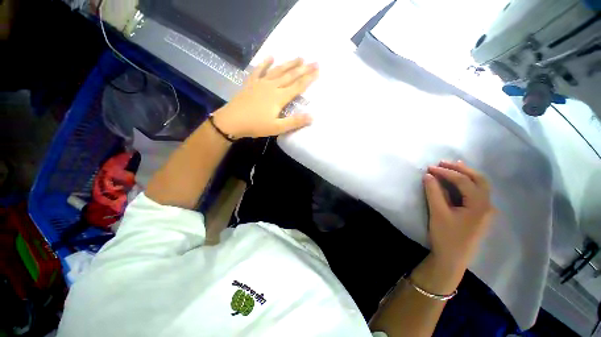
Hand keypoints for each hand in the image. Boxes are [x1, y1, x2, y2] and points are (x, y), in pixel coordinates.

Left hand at [212, 57, 318, 138]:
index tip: (318, 70)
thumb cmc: (256, 125)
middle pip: (290, 76)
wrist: (232, 121)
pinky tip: (270, 57)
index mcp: (279, 97)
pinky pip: (259, 71)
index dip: (309, 79)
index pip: (298, 86)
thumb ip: (294, 122)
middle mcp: (272, 86)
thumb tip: (312, 117)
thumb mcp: (277, 127)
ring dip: (289, 64)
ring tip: (299, 57)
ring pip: (278, 71)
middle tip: (314, 61)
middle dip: (303, 69)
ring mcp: (260, 83)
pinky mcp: (251, 83)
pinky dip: (265, 63)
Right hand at [423, 161, 494, 268]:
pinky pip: (475, 193)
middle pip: (478, 179)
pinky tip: (458, 181)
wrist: (452, 259)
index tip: (429, 167)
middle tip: (442, 163)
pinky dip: (466, 183)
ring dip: (465, 174)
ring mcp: (485, 210)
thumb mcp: (438, 213)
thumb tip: (428, 175)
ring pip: (479, 185)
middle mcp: (487, 205)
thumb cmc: (446, 236)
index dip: (446, 172)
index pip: (463, 181)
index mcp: (479, 205)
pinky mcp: (479, 214)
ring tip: (451, 166)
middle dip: (461, 168)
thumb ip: (433, 192)